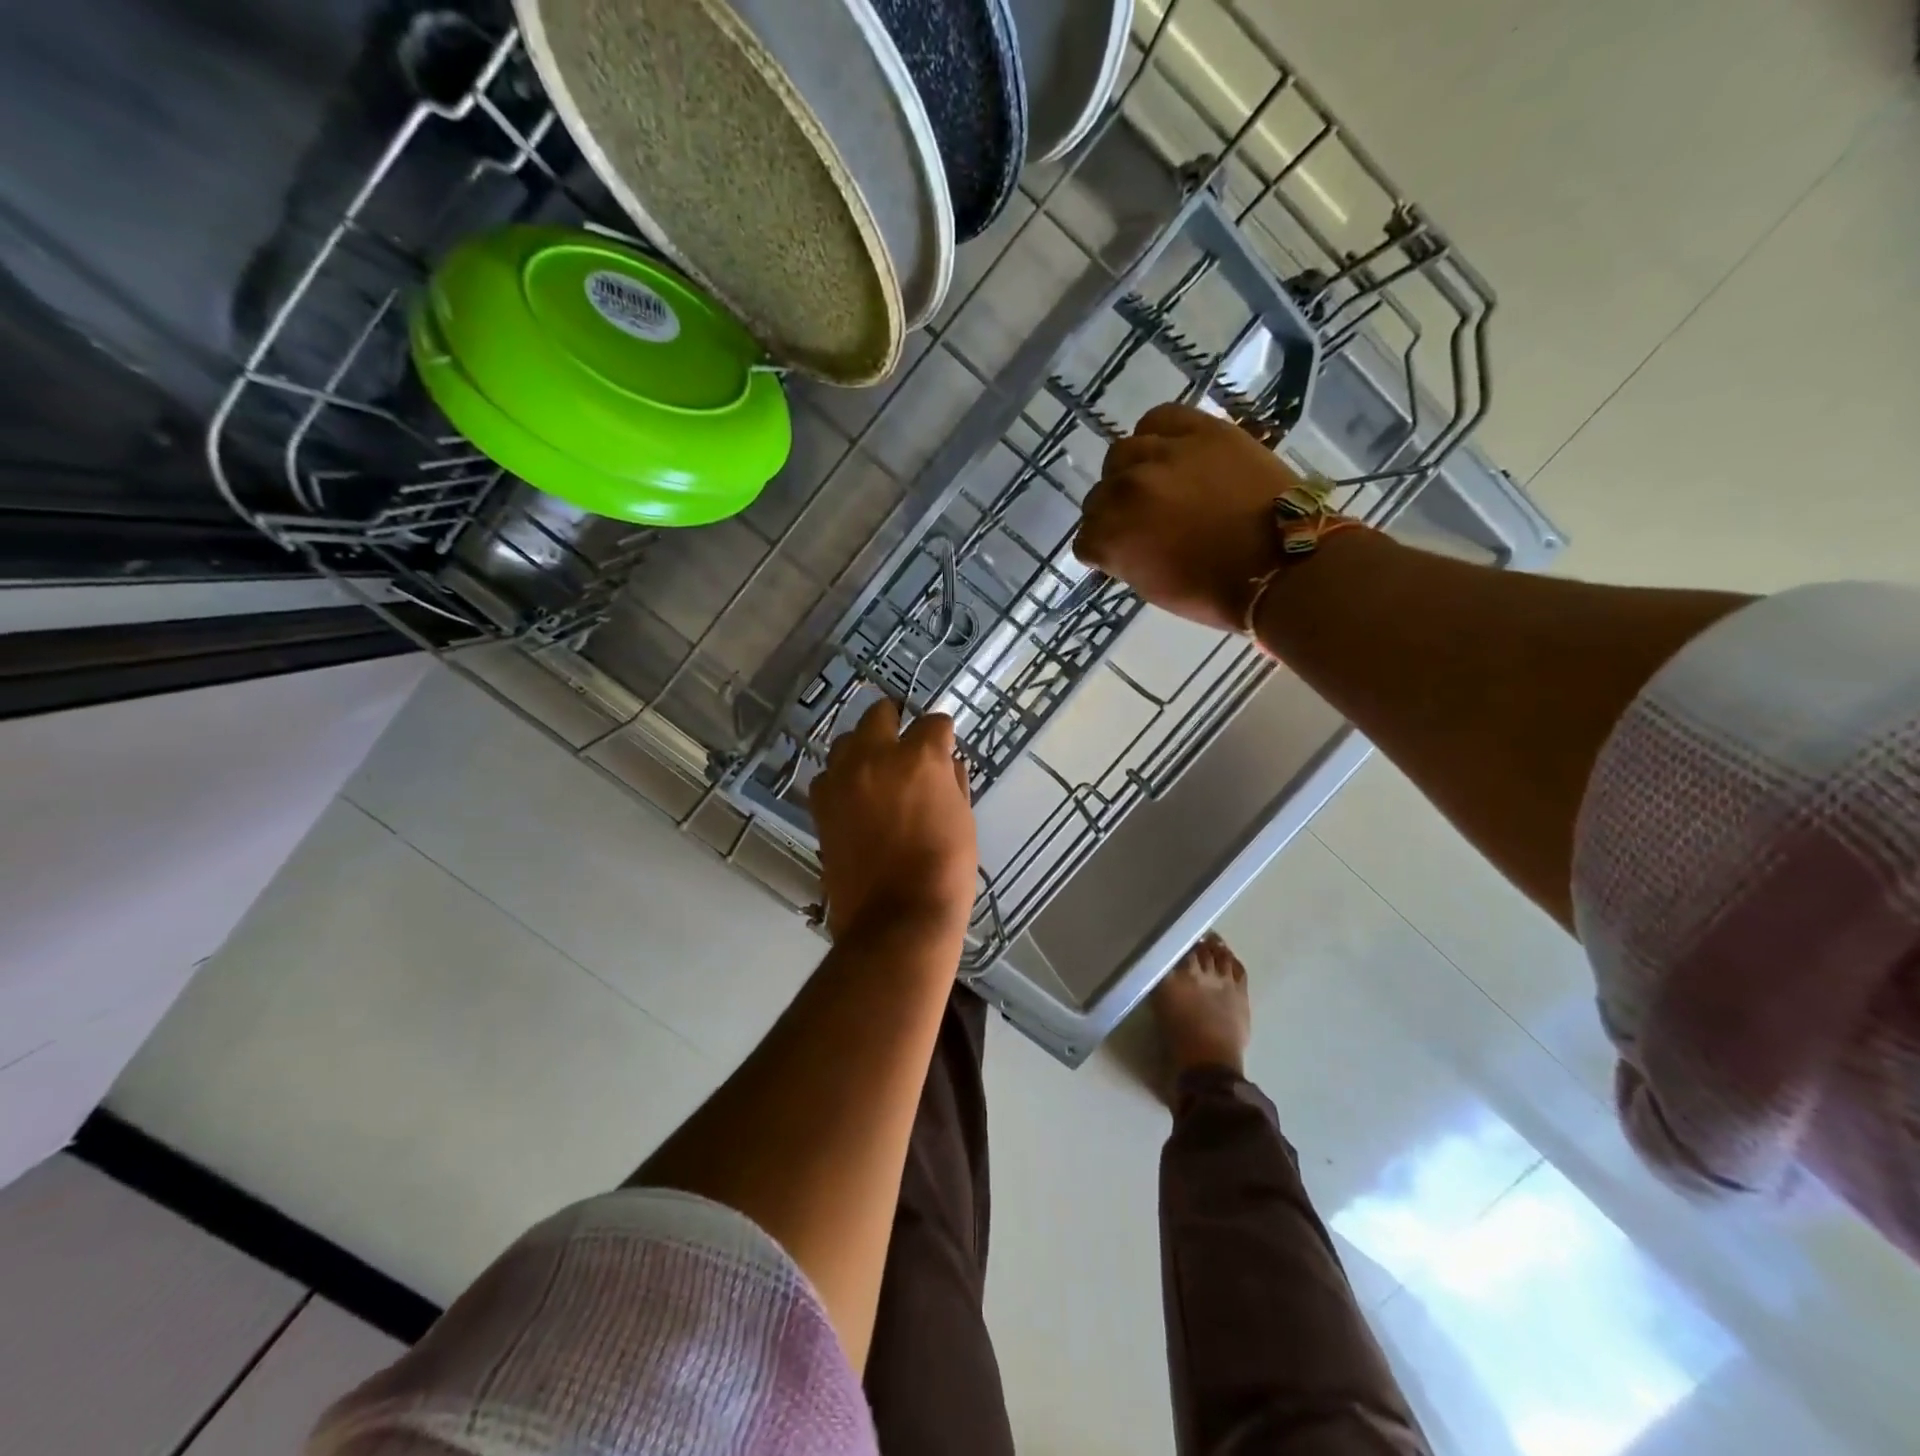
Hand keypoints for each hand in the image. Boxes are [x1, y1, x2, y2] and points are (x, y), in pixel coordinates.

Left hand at [809, 699, 977, 942]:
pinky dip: (841, 779)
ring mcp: (842, 779)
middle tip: (905, 744)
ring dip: (863, 748)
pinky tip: (854, 798)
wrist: (897, 918)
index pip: (934, 723)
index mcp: (920, 757)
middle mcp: (876, 756)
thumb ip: (952, 782)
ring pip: (846, 741)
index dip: (942, 734)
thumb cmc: (945, 869)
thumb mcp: (963, 820)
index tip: (944, 745)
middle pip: (880, 714)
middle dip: (895, 722)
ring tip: (875, 771)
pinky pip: (827, 776)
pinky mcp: (821, 805)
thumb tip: (946, 763)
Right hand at [1074, 403, 1300, 632]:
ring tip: (1155, 482)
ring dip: (1130, 472)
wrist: (1282, 565)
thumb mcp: (1154, 588)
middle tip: (1142, 521)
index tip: (1122, 554)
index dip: (1103, 549)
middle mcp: (1127, 491)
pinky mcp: (1200, 431)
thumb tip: (1120, 544)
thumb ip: (1126, 559)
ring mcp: (1162, 456)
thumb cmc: (1216, 591)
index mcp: (1113, 538)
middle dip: (1114, 512)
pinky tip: (1168, 450)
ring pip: (1121, 454)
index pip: (1085, 538)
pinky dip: (1157, 434)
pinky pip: (1159, 419)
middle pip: (1099, 495)